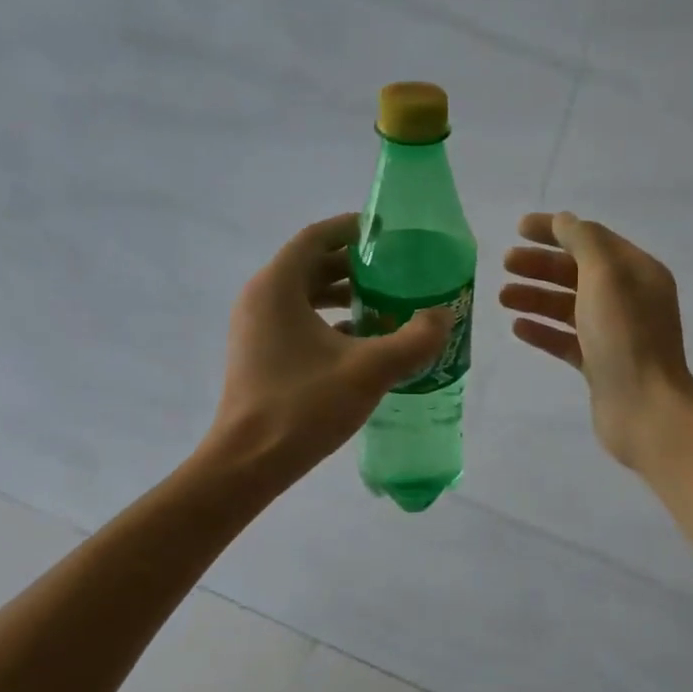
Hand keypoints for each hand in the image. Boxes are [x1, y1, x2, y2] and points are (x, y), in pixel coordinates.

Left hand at [211, 214, 451, 476]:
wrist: (249, 462)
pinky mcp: (259, 354)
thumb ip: (414, 340)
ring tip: (387, 305)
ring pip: (305, 295)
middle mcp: (261, 298)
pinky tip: (364, 341)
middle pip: (312, 264)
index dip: (352, 229)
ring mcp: (256, 328)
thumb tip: (444, 316)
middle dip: (356, 265)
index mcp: (278, 286)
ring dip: (345, 296)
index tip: (388, 234)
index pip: (317, 237)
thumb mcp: (369, 370)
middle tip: (397, 271)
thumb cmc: (304, 406)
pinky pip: (298, 322)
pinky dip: (330, 322)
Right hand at [500, 211, 692, 468]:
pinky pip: (567, 340)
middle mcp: (629, 299)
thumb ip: (583, 242)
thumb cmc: (625, 336)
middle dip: (541, 265)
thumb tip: (564, 221)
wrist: (645, 408)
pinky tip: (518, 328)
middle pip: (578, 272)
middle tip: (505, 264)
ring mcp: (615, 334)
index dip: (555, 230)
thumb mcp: (604, 276)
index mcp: (637, 272)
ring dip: (536, 297)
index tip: (518, 229)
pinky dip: (544, 331)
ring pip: (569, 307)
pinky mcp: (601, 365)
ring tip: (502, 297)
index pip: (592, 239)